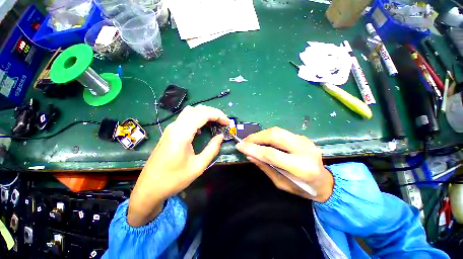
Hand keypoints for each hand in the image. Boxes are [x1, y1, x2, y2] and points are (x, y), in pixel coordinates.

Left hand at [128, 105, 228, 225]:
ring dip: (205, 113)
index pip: (202, 115)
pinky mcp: (170, 132)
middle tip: (224, 121)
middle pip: (197, 110)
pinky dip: (197, 117)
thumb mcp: (198, 166)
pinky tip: (202, 127)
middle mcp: (175, 127)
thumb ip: (212, 149)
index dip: (218, 116)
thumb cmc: (174, 179)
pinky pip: (185, 118)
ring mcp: (171, 128)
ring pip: (190, 111)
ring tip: (216, 121)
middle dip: (213, 112)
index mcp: (182, 134)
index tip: (228, 123)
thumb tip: (221, 136)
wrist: (149, 187)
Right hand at [235, 127, 332, 202]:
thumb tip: (249, 155)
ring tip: (251, 140)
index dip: (253, 149)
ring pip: (277, 131)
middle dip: (256, 137)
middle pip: (275, 136)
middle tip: (244, 141)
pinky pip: (281, 132)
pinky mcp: (302, 137)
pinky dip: (268, 134)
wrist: (324, 182)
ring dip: (261, 134)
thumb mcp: (280, 183)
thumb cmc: (302, 188)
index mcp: (301, 168)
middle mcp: (305, 150)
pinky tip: (262, 140)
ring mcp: (305, 141)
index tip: (239, 146)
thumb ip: (265, 167)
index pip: (271, 154)